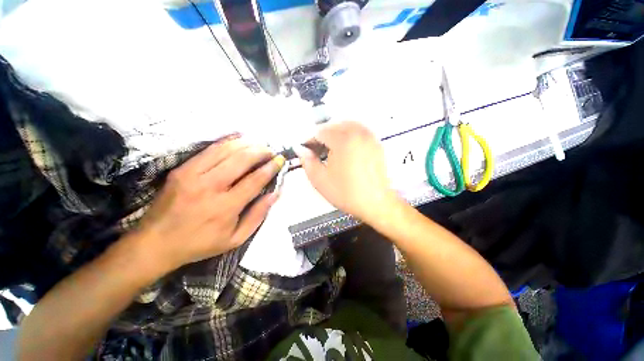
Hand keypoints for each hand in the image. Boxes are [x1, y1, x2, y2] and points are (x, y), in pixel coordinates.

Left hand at [129, 138, 284, 273]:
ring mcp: (192, 175)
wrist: (155, 243)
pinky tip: (239, 138)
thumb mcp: (236, 238)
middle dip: (260, 151)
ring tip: (259, 144)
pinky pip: (209, 149)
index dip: (270, 168)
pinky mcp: (182, 169)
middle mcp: (210, 187)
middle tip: (271, 150)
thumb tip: (275, 193)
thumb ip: (258, 215)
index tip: (280, 160)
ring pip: (226, 150)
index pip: (255, 180)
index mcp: (225, 207)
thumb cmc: (200, 243)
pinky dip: (227, 141)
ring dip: (246, 144)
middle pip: (241, 160)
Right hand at [296, 121, 400, 223]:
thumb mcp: (321, 180)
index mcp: (343, 140)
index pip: (320, 131)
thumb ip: (307, 162)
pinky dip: (349, 135)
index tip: (307, 148)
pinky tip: (345, 149)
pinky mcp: (376, 144)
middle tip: (317, 148)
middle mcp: (358, 134)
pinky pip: (359, 131)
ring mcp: (369, 138)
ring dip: (336, 133)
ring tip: (330, 148)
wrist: (376, 203)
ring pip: (347, 125)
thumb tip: (302, 151)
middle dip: (323, 134)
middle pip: (334, 124)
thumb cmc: (349, 194)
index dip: (310, 140)